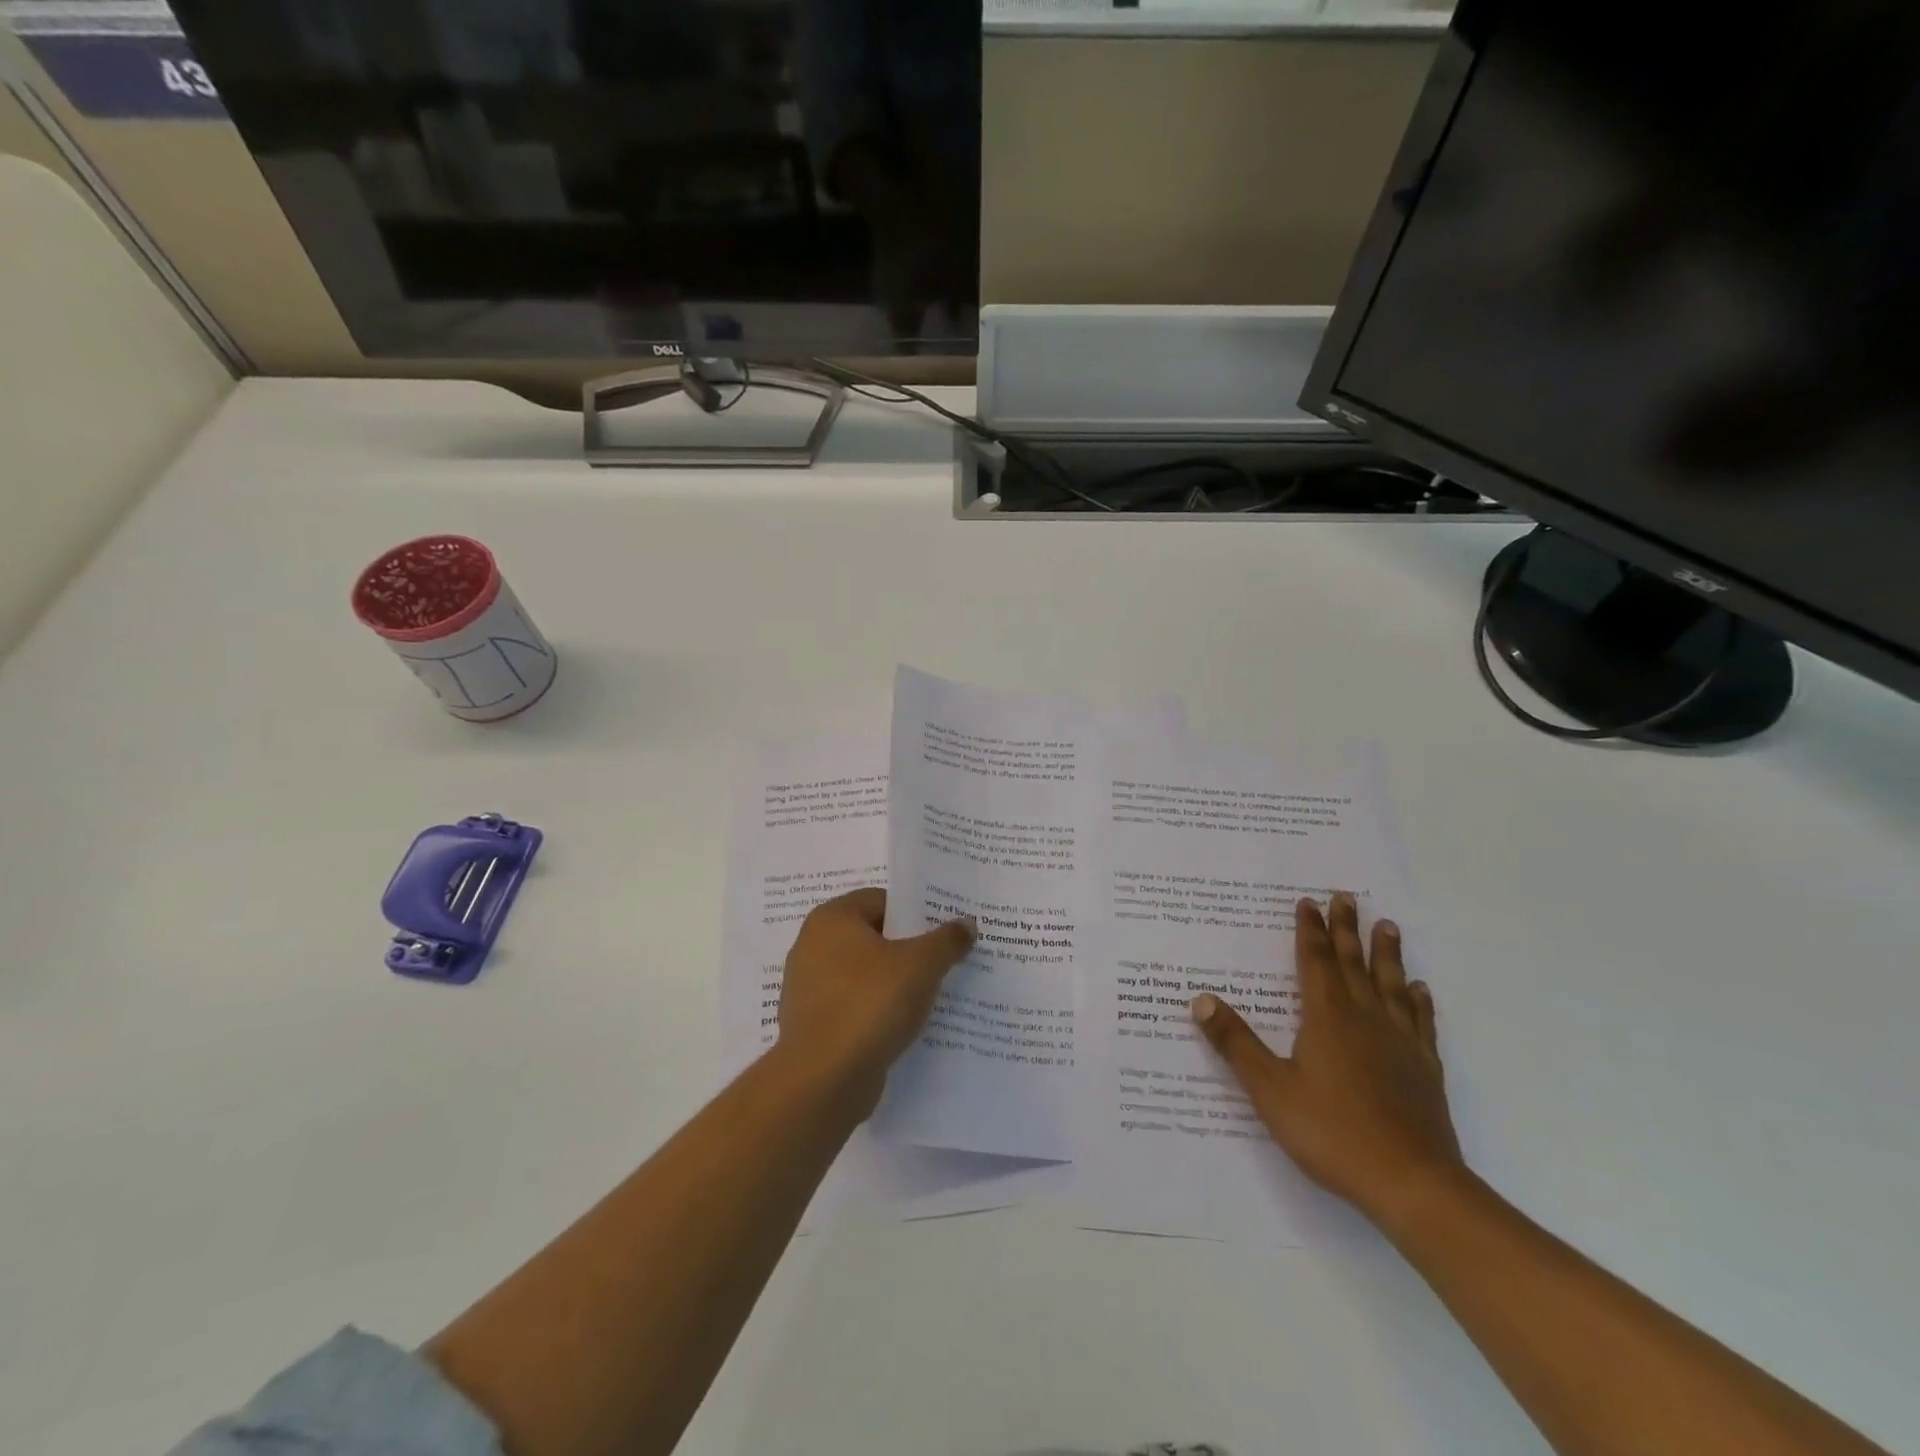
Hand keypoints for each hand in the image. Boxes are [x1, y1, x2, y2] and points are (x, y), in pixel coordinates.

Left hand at [776, 888, 975, 1117]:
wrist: (823, 1080)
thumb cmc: (870, 1004)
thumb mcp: (921, 965)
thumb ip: (946, 940)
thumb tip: (966, 924)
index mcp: (832, 919)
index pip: (881, 900)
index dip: (916, 912)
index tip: (945, 931)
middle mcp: (813, 946)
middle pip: (873, 937)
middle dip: (909, 950)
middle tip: (946, 961)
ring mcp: (809, 988)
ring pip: (865, 975)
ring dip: (895, 984)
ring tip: (933, 996)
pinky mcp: (813, 1025)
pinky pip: (855, 1007)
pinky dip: (878, 1013)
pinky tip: (906, 1027)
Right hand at [1191, 893, 1465, 1228]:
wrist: (1412, 1184)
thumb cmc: (1332, 1132)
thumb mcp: (1270, 1089)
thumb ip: (1235, 1043)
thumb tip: (1201, 999)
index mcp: (1327, 1018)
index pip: (1316, 962)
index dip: (1310, 931)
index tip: (1308, 902)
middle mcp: (1365, 1019)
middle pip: (1354, 964)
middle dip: (1346, 929)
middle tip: (1347, 896)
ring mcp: (1399, 1043)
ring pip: (1391, 985)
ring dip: (1386, 954)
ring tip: (1388, 926)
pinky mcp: (1424, 1069)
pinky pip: (1421, 1023)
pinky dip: (1419, 1002)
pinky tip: (1420, 990)